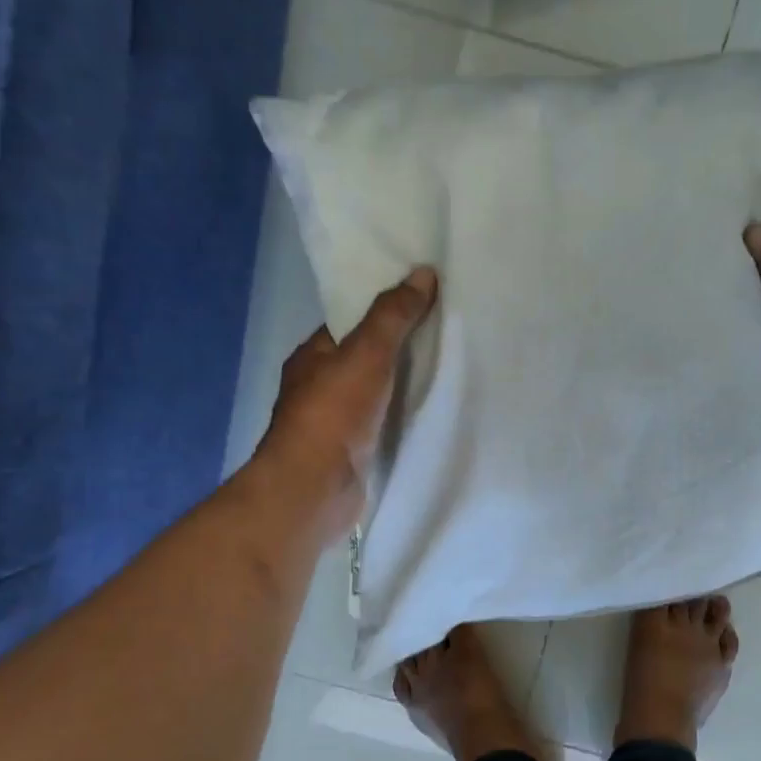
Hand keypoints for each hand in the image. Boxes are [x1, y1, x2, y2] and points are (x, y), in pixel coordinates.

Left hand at [257, 267, 437, 543]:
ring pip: (376, 394)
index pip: (348, 324)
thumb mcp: (366, 352)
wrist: (316, 488)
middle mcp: (318, 387)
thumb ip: (393, 315)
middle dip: (399, 350)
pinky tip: (432, 412)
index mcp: (312, 357)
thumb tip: (422, 272)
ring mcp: (335, 424)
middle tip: (445, 335)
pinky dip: (403, 417)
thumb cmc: (333, 413)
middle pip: (364, 359)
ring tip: (449, 369)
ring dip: (403, 386)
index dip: (382, 312)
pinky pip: (383, 425)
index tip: (422, 303)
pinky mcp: (352, 454)